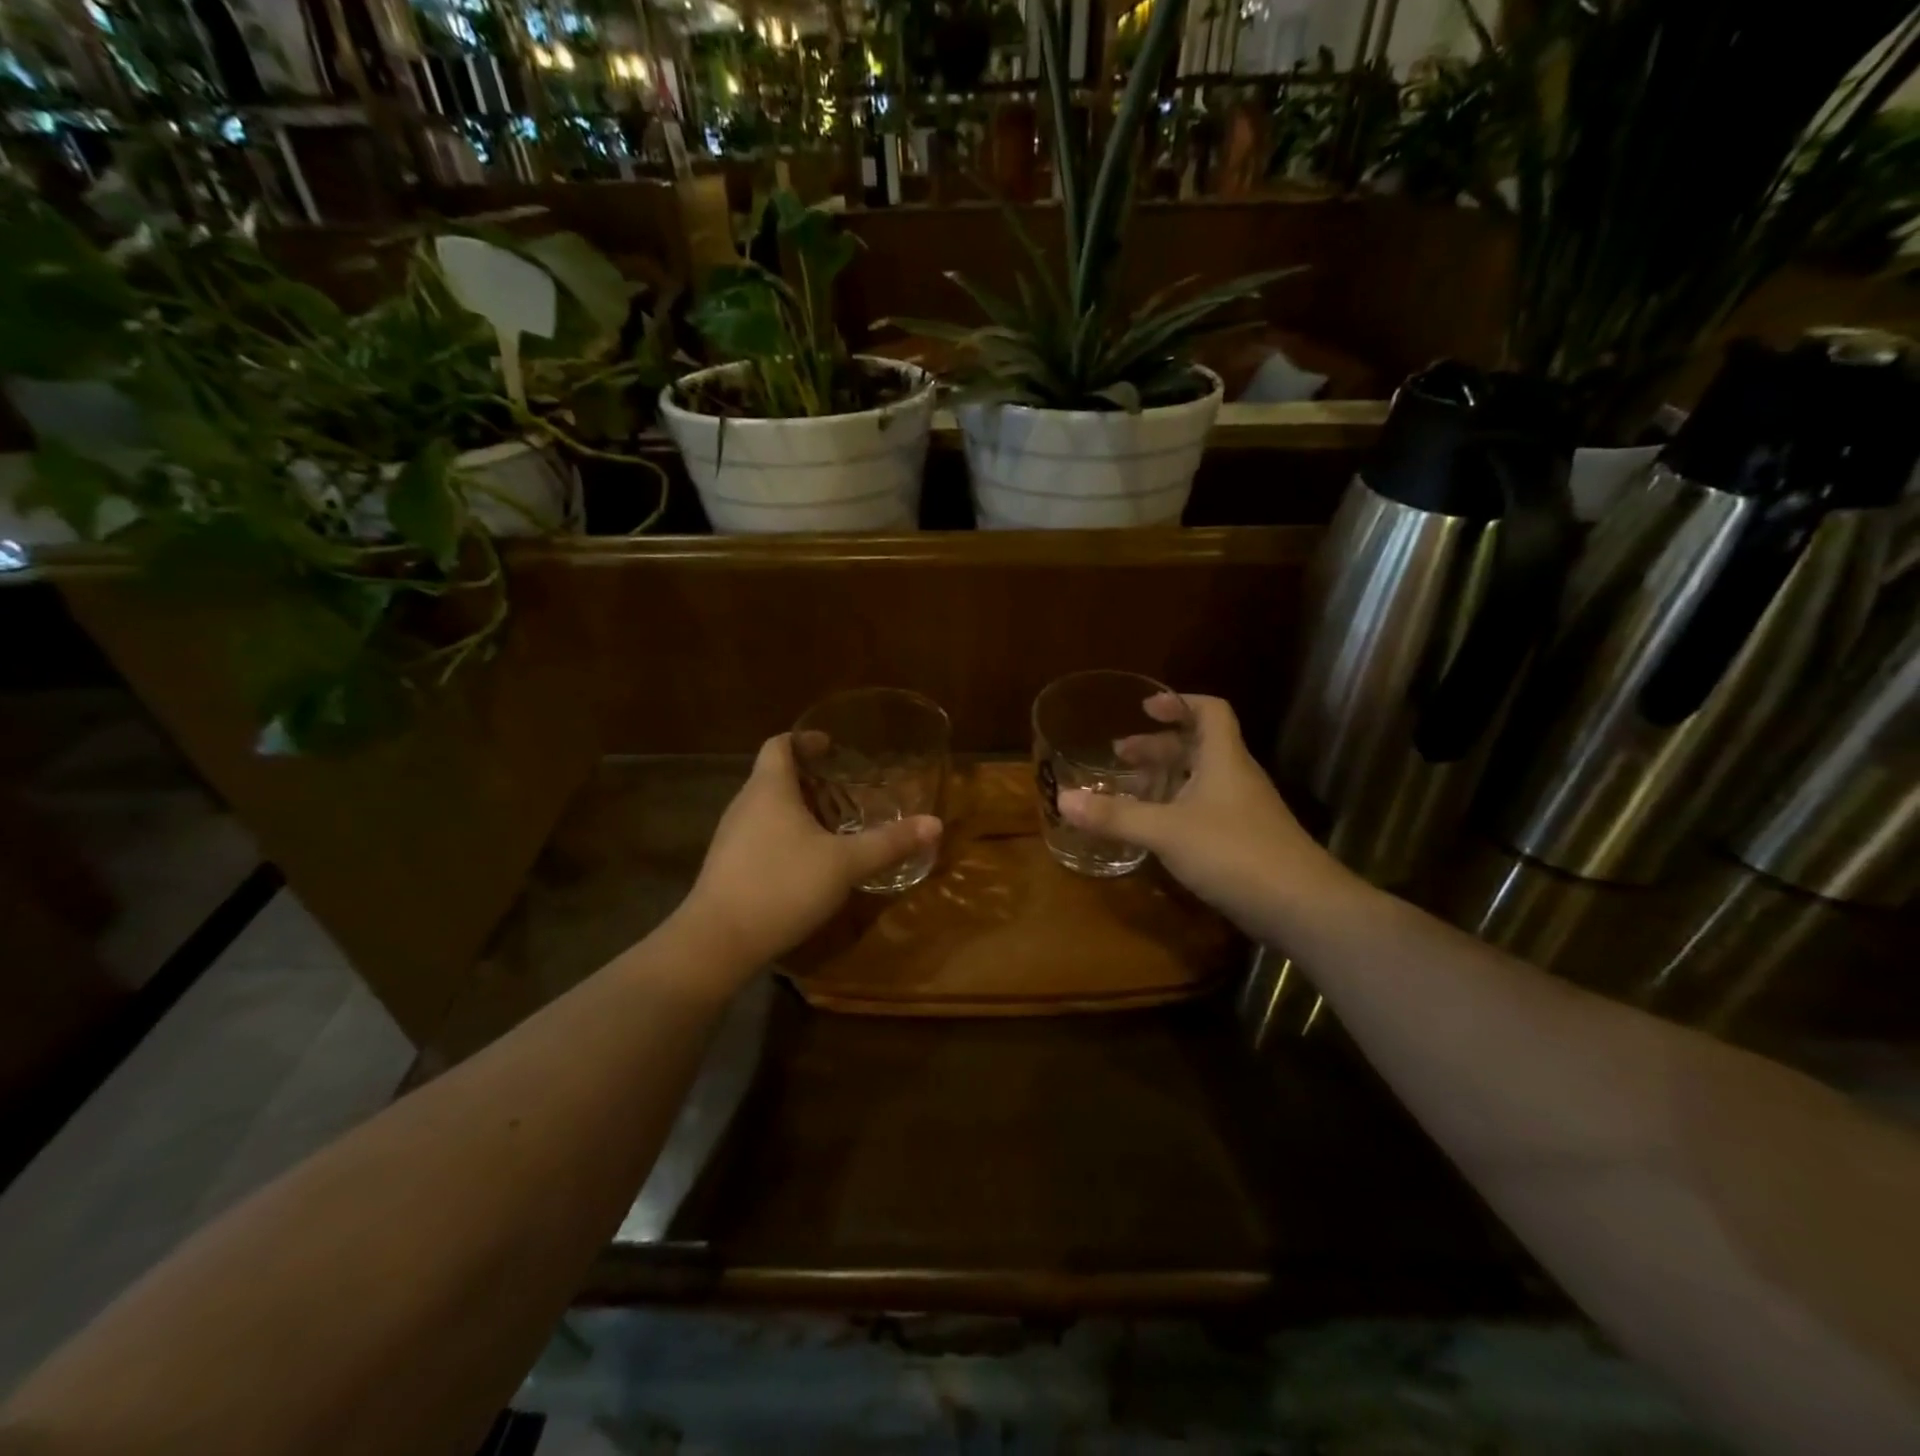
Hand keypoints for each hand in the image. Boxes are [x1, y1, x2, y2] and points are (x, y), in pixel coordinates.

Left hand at [682, 734, 941, 970]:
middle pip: (775, 776)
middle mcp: (745, 804)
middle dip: (810, 779)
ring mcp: (731, 837)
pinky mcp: (728, 866)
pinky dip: (786, 835)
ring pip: (767, 808)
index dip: (805, 740)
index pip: (780, 745)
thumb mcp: (845, 863)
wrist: (718, 942)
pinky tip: (809, 861)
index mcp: (769, 789)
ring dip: (799, 809)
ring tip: (834, 824)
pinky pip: (760, 835)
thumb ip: (889, 843)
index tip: (832, 746)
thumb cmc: (782, 885)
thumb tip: (935, 823)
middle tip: (846, 789)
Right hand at [1058, 694, 1329, 937]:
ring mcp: (1242, 812)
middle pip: (1196, 747)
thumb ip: (1116, 815)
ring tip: (1126, 790)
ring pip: (1198, 782)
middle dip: (1156, 747)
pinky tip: (1152, 831)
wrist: (1302, 907)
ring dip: (1163, 780)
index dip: (1178, 702)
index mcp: (1223, 759)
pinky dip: (1174, 811)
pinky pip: (1202, 812)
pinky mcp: (1243, 843)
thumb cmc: (1234, 852)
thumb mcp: (1166, 831)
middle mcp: (1235, 778)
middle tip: (1118, 755)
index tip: (1144, 708)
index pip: (1209, 711)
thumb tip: (1063, 800)